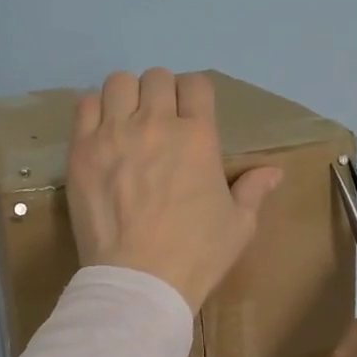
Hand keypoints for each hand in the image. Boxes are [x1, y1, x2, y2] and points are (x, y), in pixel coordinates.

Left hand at [66, 69, 283, 311]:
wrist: (140, 279)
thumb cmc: (196, 254)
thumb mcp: (239, 225)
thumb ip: (253, 191)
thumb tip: (274, 172)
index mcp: (198, 136)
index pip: (196, 84)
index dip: (195, 95)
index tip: (191, 115)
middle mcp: (155, 123)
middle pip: (157, 77)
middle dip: (161, 93)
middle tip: (159, 122)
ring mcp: (114, 134)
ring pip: (118, 83)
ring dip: (127, 97)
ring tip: (127, 123)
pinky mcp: (82, 151)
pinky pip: (84, 105)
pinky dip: (95, 112)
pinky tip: (101, 135)